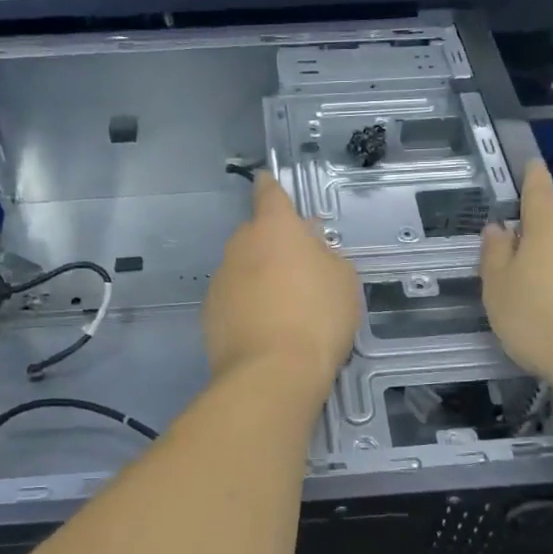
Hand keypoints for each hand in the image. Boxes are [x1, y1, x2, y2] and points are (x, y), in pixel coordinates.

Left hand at [203, 173, 360, 399]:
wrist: (272, 373)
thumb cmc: (317, 317)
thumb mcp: (343, 281)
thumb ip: (326, 257)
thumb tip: (311, 251)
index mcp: (275, 228)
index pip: (269, 194)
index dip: (269, 186)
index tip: (264, 180)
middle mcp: (240, 246)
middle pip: (256, 236)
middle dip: (272, 246)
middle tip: (298, 270)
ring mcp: (220, 280)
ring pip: (243, 269)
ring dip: (259, 279)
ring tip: (284, 309)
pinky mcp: (209, 314)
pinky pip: (233, 300)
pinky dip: (247, 307)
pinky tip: (265, 331)